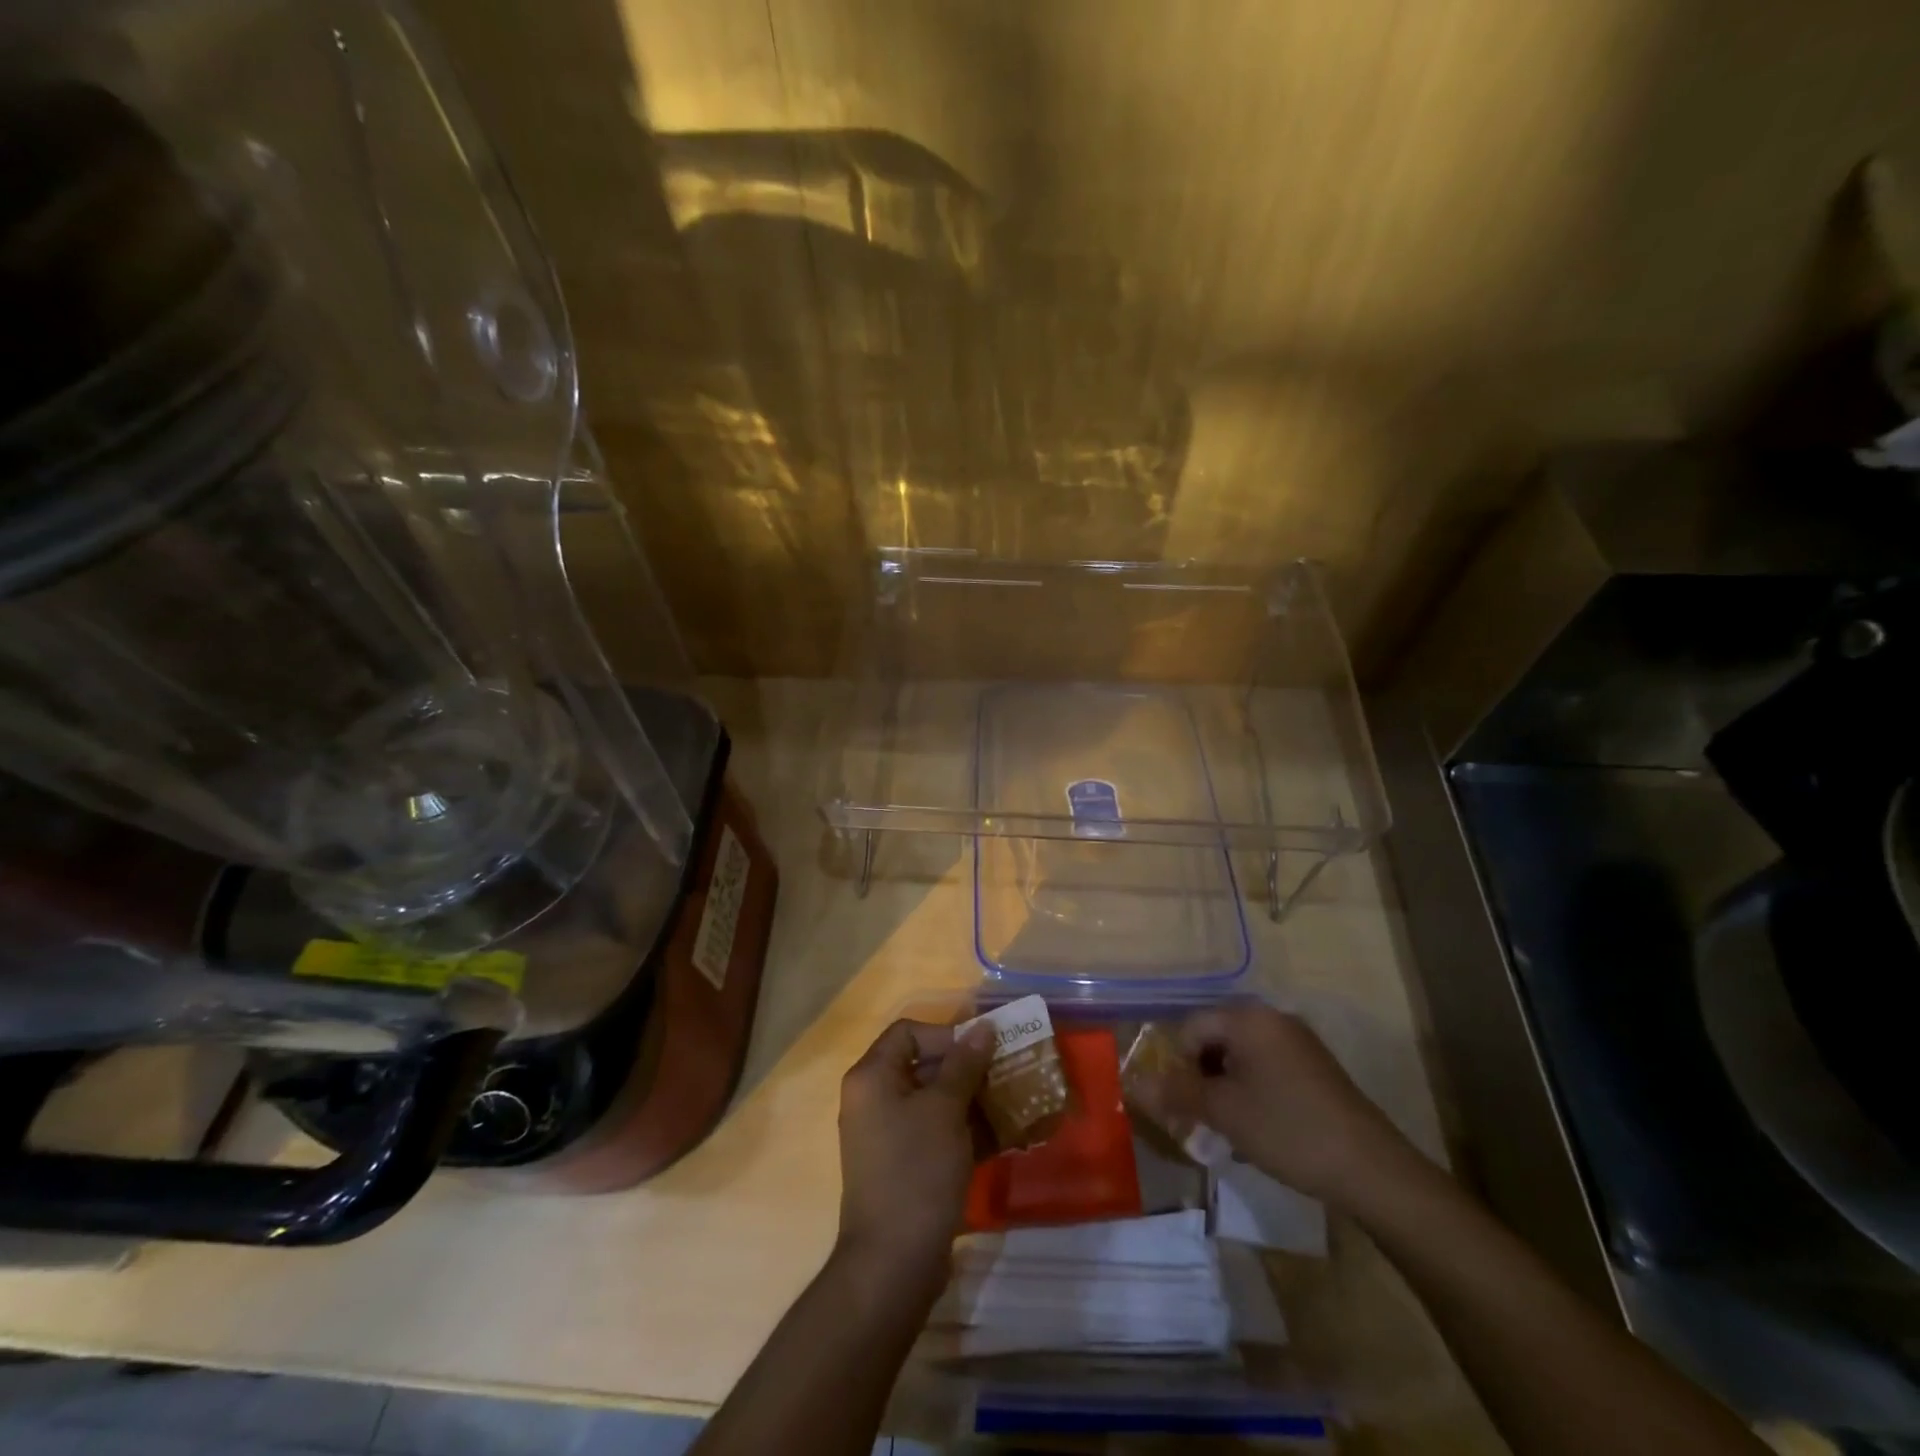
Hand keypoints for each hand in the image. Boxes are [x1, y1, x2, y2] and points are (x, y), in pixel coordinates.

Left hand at [836, 1018, 993, 1283]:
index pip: (908, 1033)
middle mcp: (874, 1099)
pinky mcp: (904, 1166)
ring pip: (935, 1101)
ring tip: (1014, 1104)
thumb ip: (965, 1064)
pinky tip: (1003, 1137)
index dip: (946, 1035)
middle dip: (968, 1069)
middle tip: (1006, 1075)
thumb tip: (983, 1027)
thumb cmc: (917, 1171)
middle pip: (923, 1065)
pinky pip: (936, 1133)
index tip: (981, 1052)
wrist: (893, 1263)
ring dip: (973, 1100)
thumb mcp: (945, 1110)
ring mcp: (888, 1135)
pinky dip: (966, 1130)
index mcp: (872, 1077)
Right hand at [1134, 1001, 1414, 1208]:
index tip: (1185, 1105)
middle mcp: (1271, 1017)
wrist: (1371, 1168)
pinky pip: (1266, 1067)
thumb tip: (1133, 1084)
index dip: (1179, 1065)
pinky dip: (1253, 1091)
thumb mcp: (1223, 1113)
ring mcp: (1297, 1041)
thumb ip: (1176, 1093)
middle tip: (1204, 1118)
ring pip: (1241, 1056)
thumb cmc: (1287, 1130)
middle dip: (1202, 1076)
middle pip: (1215, 1038)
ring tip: (1232, 1128)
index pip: (1190, 1028)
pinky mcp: (1315, 1066)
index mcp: (1247, 1017)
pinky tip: (1261, 1127)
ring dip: (1226, 1087)